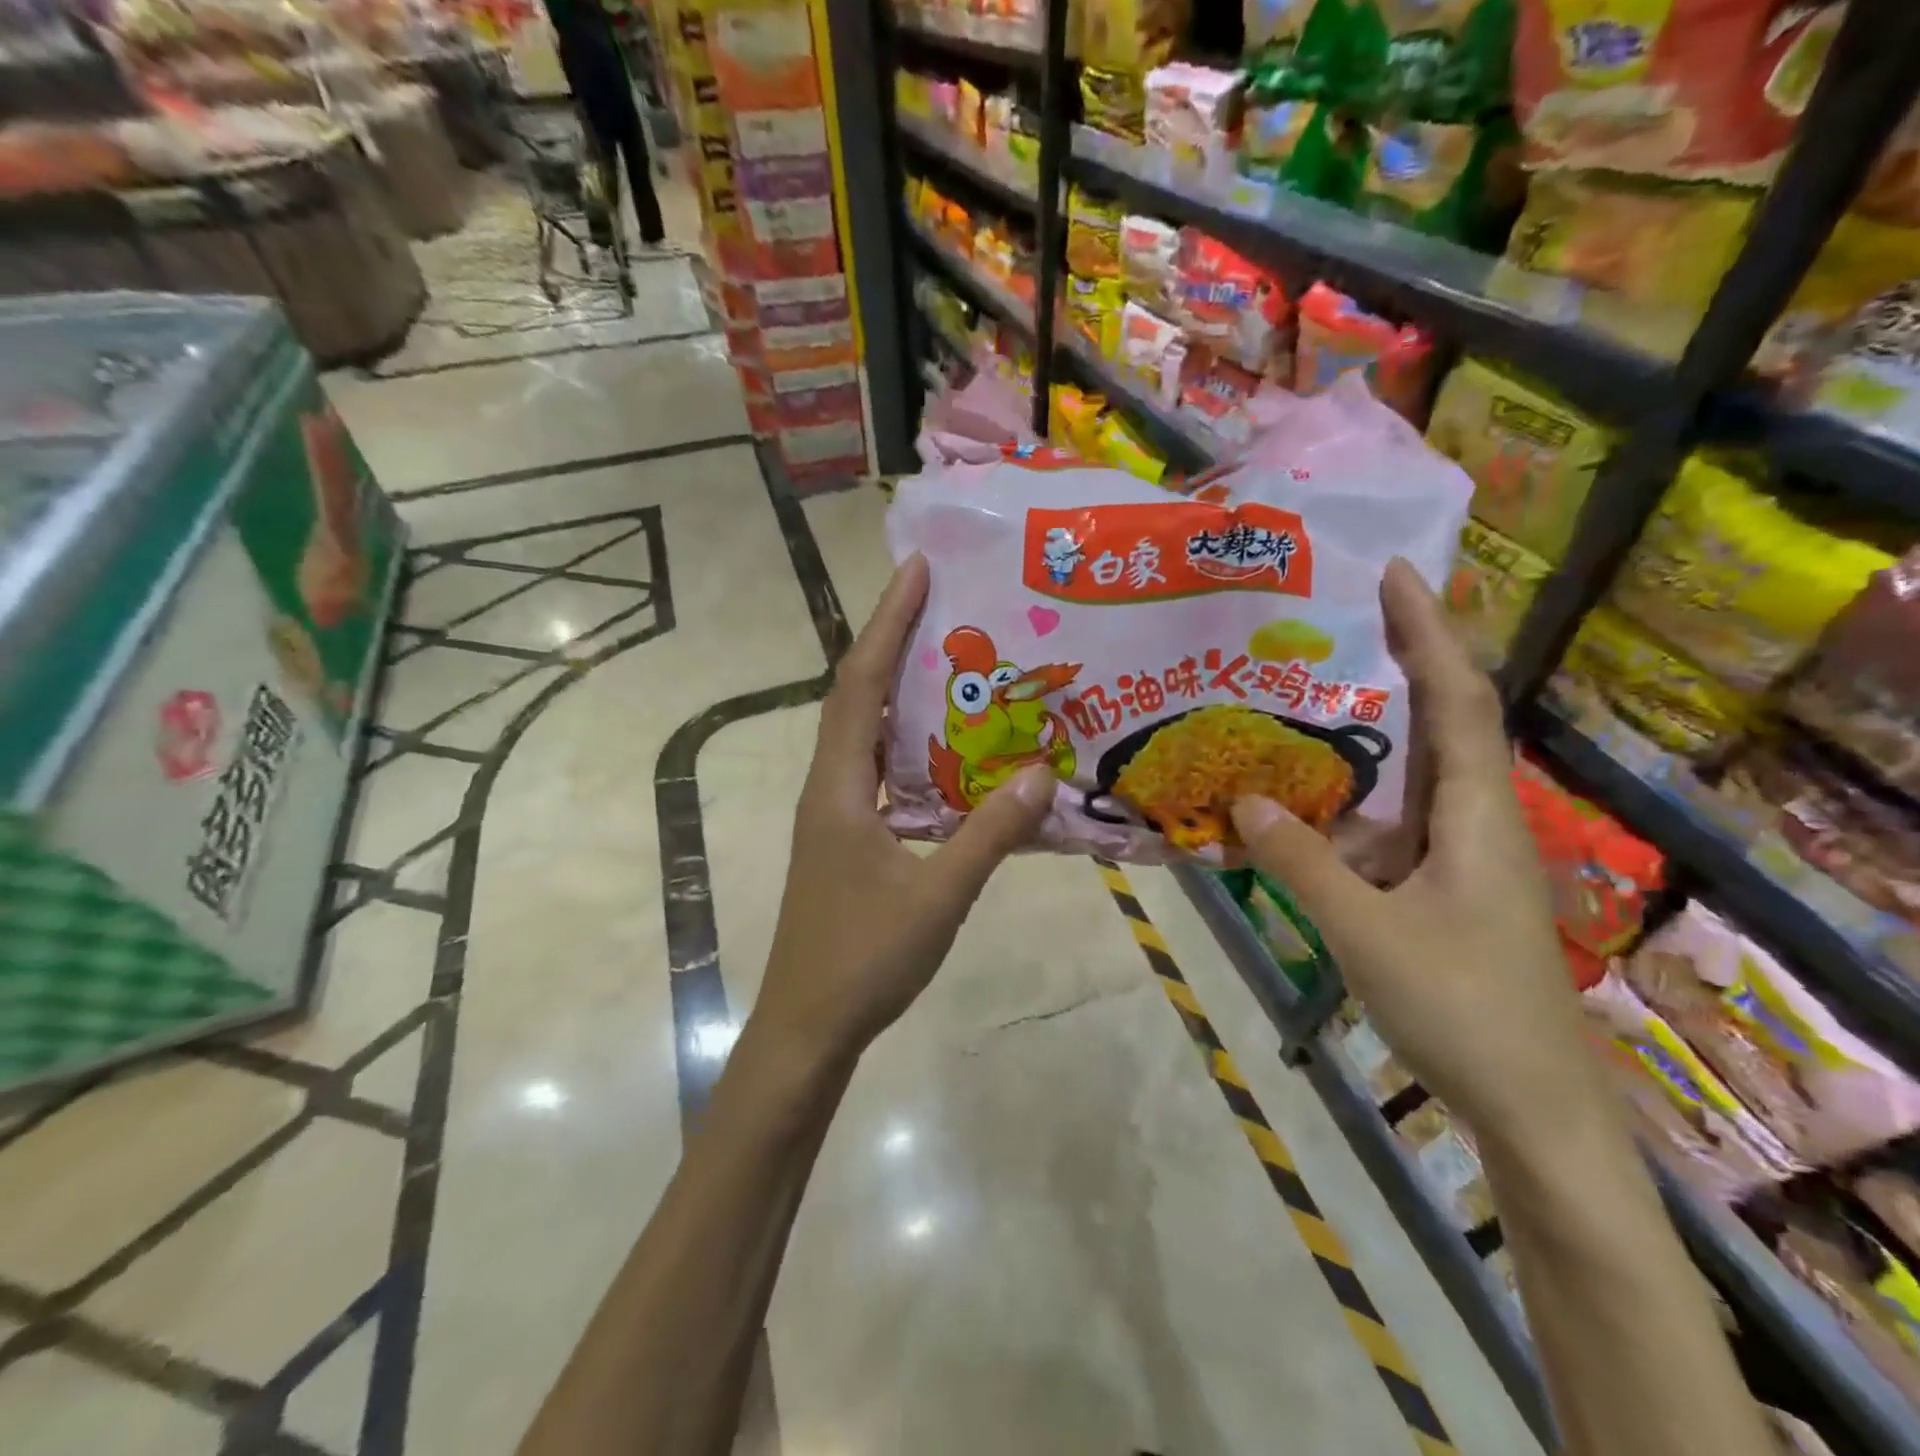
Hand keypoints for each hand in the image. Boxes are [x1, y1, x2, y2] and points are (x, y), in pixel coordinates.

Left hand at [752, 554, 1053, 1067]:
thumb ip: (989, 836)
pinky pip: (877, 771)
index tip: (915, 571)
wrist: (808, 1027)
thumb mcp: (938, 897)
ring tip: (950, 660)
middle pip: (857, 696)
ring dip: (899, 692)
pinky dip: (907, 745)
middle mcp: (829, 788)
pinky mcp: (846, 838)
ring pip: (866, 734)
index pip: (860, 684)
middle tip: (942, 603)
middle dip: (893, 642)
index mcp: (839, 788)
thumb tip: (1040, 777)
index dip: (886, 623)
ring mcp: (834, 814)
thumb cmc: (863, 961)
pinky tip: (946, 751)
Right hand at [1230, 560, 1596, 1147]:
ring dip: (1362, 734)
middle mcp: (1474, 818)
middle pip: (1440, 720)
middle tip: (1331, 623)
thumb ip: (1303, 863)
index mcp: (1476, 813)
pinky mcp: (1439, 887)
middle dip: (1397, 662)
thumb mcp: (1367, 932)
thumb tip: (1244, 799)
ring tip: (1298, 701)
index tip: (1395, 574)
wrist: (1530, 1105)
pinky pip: (1387, 822)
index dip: (1429, 631)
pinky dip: (1345, 801)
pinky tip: (1298, 804)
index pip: (1457, 698)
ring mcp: (1458, 855)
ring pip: (1408, 774)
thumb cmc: (1461, 1008)